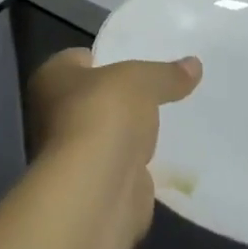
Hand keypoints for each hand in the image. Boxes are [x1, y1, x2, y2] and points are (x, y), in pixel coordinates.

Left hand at [27, 48, 201, 235]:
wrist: (96, 191)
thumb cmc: (104, 116)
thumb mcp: (142, 81)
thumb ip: (166, 74)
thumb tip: (195, 64)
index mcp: (52, 77)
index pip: (82, 58)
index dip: (110, 57)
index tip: (141, 60)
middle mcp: (53, 113)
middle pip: (96, 97)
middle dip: (123, 98)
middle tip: (161, 89)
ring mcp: (72, 154)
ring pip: (109, 134)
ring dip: (131, 133)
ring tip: (171, 120)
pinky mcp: (94, 186)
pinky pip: (122, 165)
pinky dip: (140, 164)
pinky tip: (167, 156)